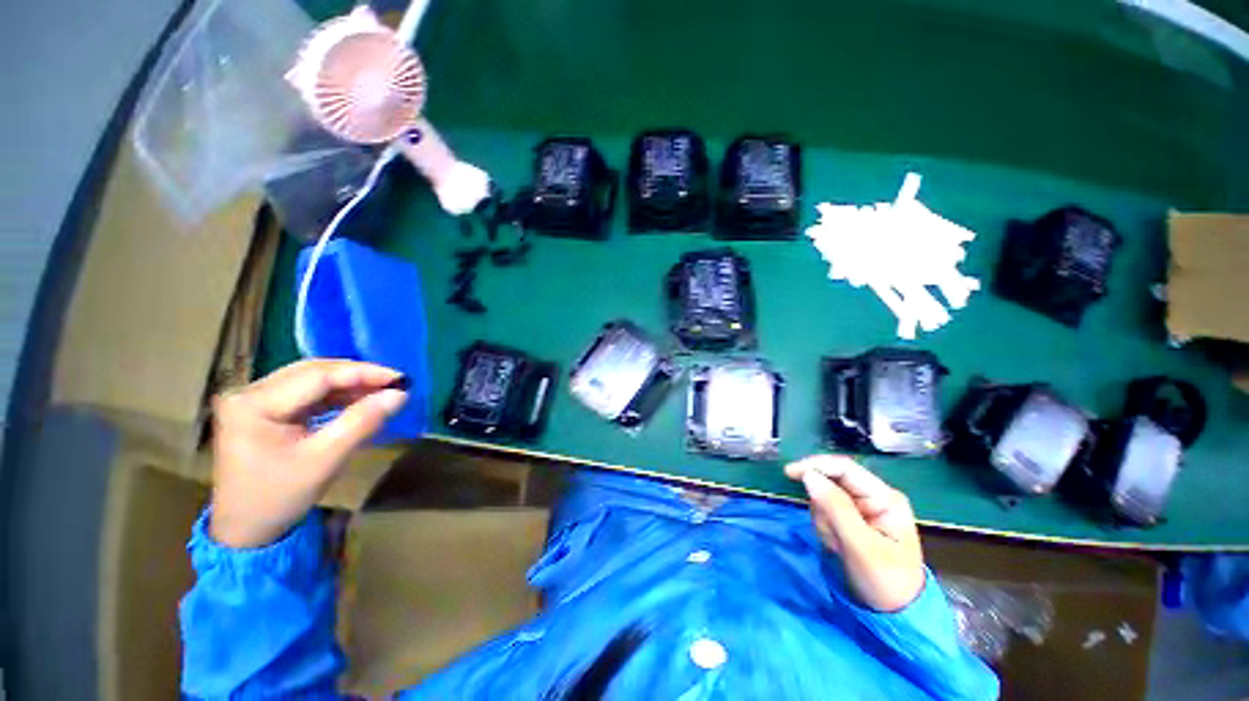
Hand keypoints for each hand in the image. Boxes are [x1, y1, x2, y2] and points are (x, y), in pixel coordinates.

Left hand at [209, 360, 408, 547]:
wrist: (246, 531)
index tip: (401, 379)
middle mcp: (249, 393)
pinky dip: (336, 395)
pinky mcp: (263, 409)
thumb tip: (401, 394)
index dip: (363, 373)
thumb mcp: (325, 460)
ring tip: (382, 390)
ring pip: (311, 379)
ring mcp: (253, 400)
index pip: (317, 376)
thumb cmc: (280, 497)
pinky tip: (358, 400)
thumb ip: (362, 422)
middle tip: (394, 382)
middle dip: (357, 375)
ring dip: (348, 384)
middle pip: (312, 372)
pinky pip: (306, 393)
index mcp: (254, 404)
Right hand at [786, 455, 924, 611]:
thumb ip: (835, 508)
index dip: (815, 465)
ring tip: (838, 546)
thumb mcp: (861, 547)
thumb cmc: (885, 581)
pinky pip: (825, 511)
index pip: (844, 468)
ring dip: (823, 520)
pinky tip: (837, 545)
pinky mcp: (851, 517)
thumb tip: (808, 475)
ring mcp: (862, 506)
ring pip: (825, 497)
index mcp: (885, 497)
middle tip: (829, 534)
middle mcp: (873, 495)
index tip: (789, 473)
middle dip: (823, 507)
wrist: (895, 614)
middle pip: (832, 481)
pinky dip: (824, 526)